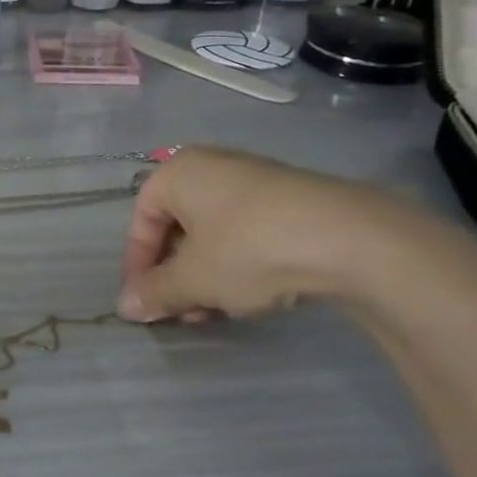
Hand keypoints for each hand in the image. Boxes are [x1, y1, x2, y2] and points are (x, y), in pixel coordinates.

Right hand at [117, 146, 428, 321]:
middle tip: (182, 310)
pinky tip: (255, 294)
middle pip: (178, 225)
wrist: (352, 239)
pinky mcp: (292, 199)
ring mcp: (255, 179)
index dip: (137, 264)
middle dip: (175, 273)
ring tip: (218, 310)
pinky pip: (248, 231)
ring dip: (206, 274)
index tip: (145, 301)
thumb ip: (156, 292)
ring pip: (214, 232)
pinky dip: (240, 263)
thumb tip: (125, 308)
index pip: (141, 219)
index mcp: (178, 172)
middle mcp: (212, 166)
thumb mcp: (195, 278)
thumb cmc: (250, 248)